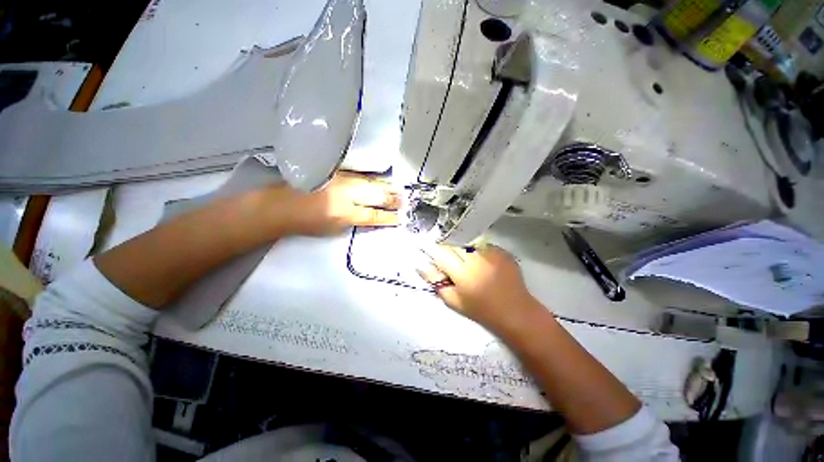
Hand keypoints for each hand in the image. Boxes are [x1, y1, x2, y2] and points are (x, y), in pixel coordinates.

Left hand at [272, 173, 400, 236]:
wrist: (281, 205)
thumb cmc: (306, 223)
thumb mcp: (334, 230)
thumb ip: (355, 222)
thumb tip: (372, 218)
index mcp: (345, 213)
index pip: (374, 216)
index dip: (389, 217)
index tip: (400, 218)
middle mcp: (347, 194)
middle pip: (376, 196)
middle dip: (392, 199)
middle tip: (406, 201)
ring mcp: (342, 180)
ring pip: (371, 183)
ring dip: (386, 187)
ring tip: (399, 190)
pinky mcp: (337, 172)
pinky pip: (361, 176)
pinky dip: (373, 180)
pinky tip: (381, 180)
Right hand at [417, 244, 540, 331]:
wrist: (515, 311)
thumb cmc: (481, 310)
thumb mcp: (453, 301)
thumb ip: (436, 282)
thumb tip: (421, 266)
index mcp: (463, 273)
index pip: (441, 252)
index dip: (432, 247)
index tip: (425, 245)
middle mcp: (476, 259)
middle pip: (454, 242)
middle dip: (446, 245)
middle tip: (447, 254)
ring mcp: (491, 253)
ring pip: (468, 240)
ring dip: (461, 246)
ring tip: (464, 257)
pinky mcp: (502, 251)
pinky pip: (482, 244)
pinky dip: (476, 249)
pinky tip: (480, 260)